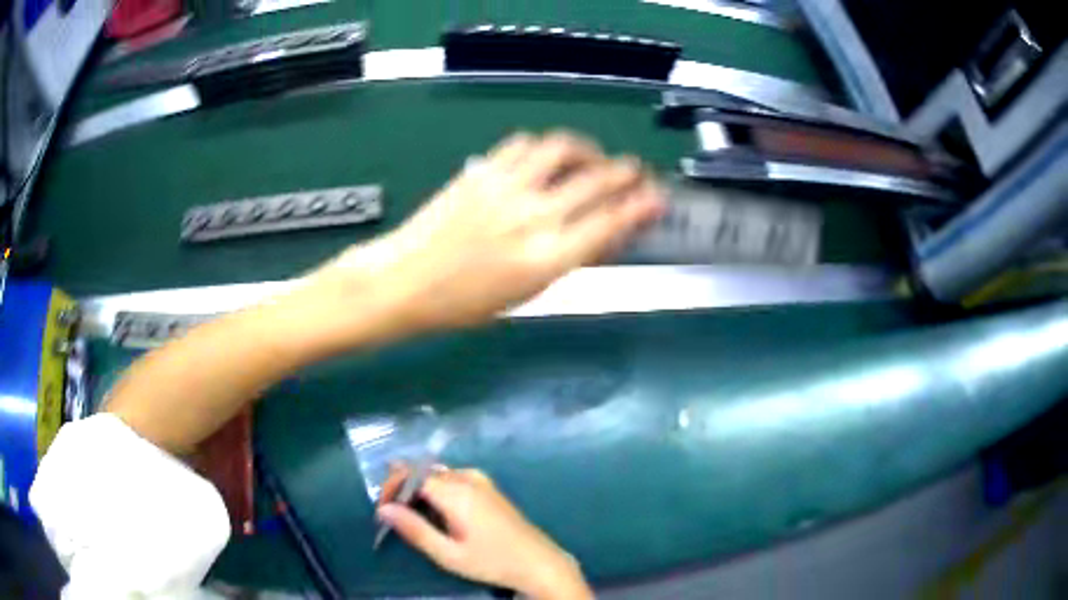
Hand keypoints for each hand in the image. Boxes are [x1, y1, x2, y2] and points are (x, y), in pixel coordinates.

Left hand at [318, 131, 664, 331]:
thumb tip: (603, 233)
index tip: (658, 197)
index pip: (610, 223)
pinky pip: (524, 144)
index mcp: (546, 259)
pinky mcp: (482, 170)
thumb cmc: (462, 304)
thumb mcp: (525, 295)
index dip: (641, 206)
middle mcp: (532, 217)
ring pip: (563, 148)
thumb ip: (567, 259)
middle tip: (637, 172)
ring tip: (594, 157)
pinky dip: (545, 146)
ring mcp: (506, 187)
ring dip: (588, 149)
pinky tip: (548, 157)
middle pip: (596, 180)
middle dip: (626, 172)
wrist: (403, 281)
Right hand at [378, 466, 593, 599]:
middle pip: (423, 471)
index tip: (383, 510)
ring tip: (412, 517)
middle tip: (394, 516)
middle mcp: (468, 477)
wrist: (538, 562)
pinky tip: (437, 513)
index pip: (411, 474)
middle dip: (403, 489)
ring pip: (437, 474)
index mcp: (456, 491)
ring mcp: (481, 480)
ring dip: (419, 490)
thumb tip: (383, 510)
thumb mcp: (448, 554)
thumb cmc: (492, 562)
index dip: (391, 488)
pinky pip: (452, 478)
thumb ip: (414, 530)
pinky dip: (436, 490)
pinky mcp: (488, 487)